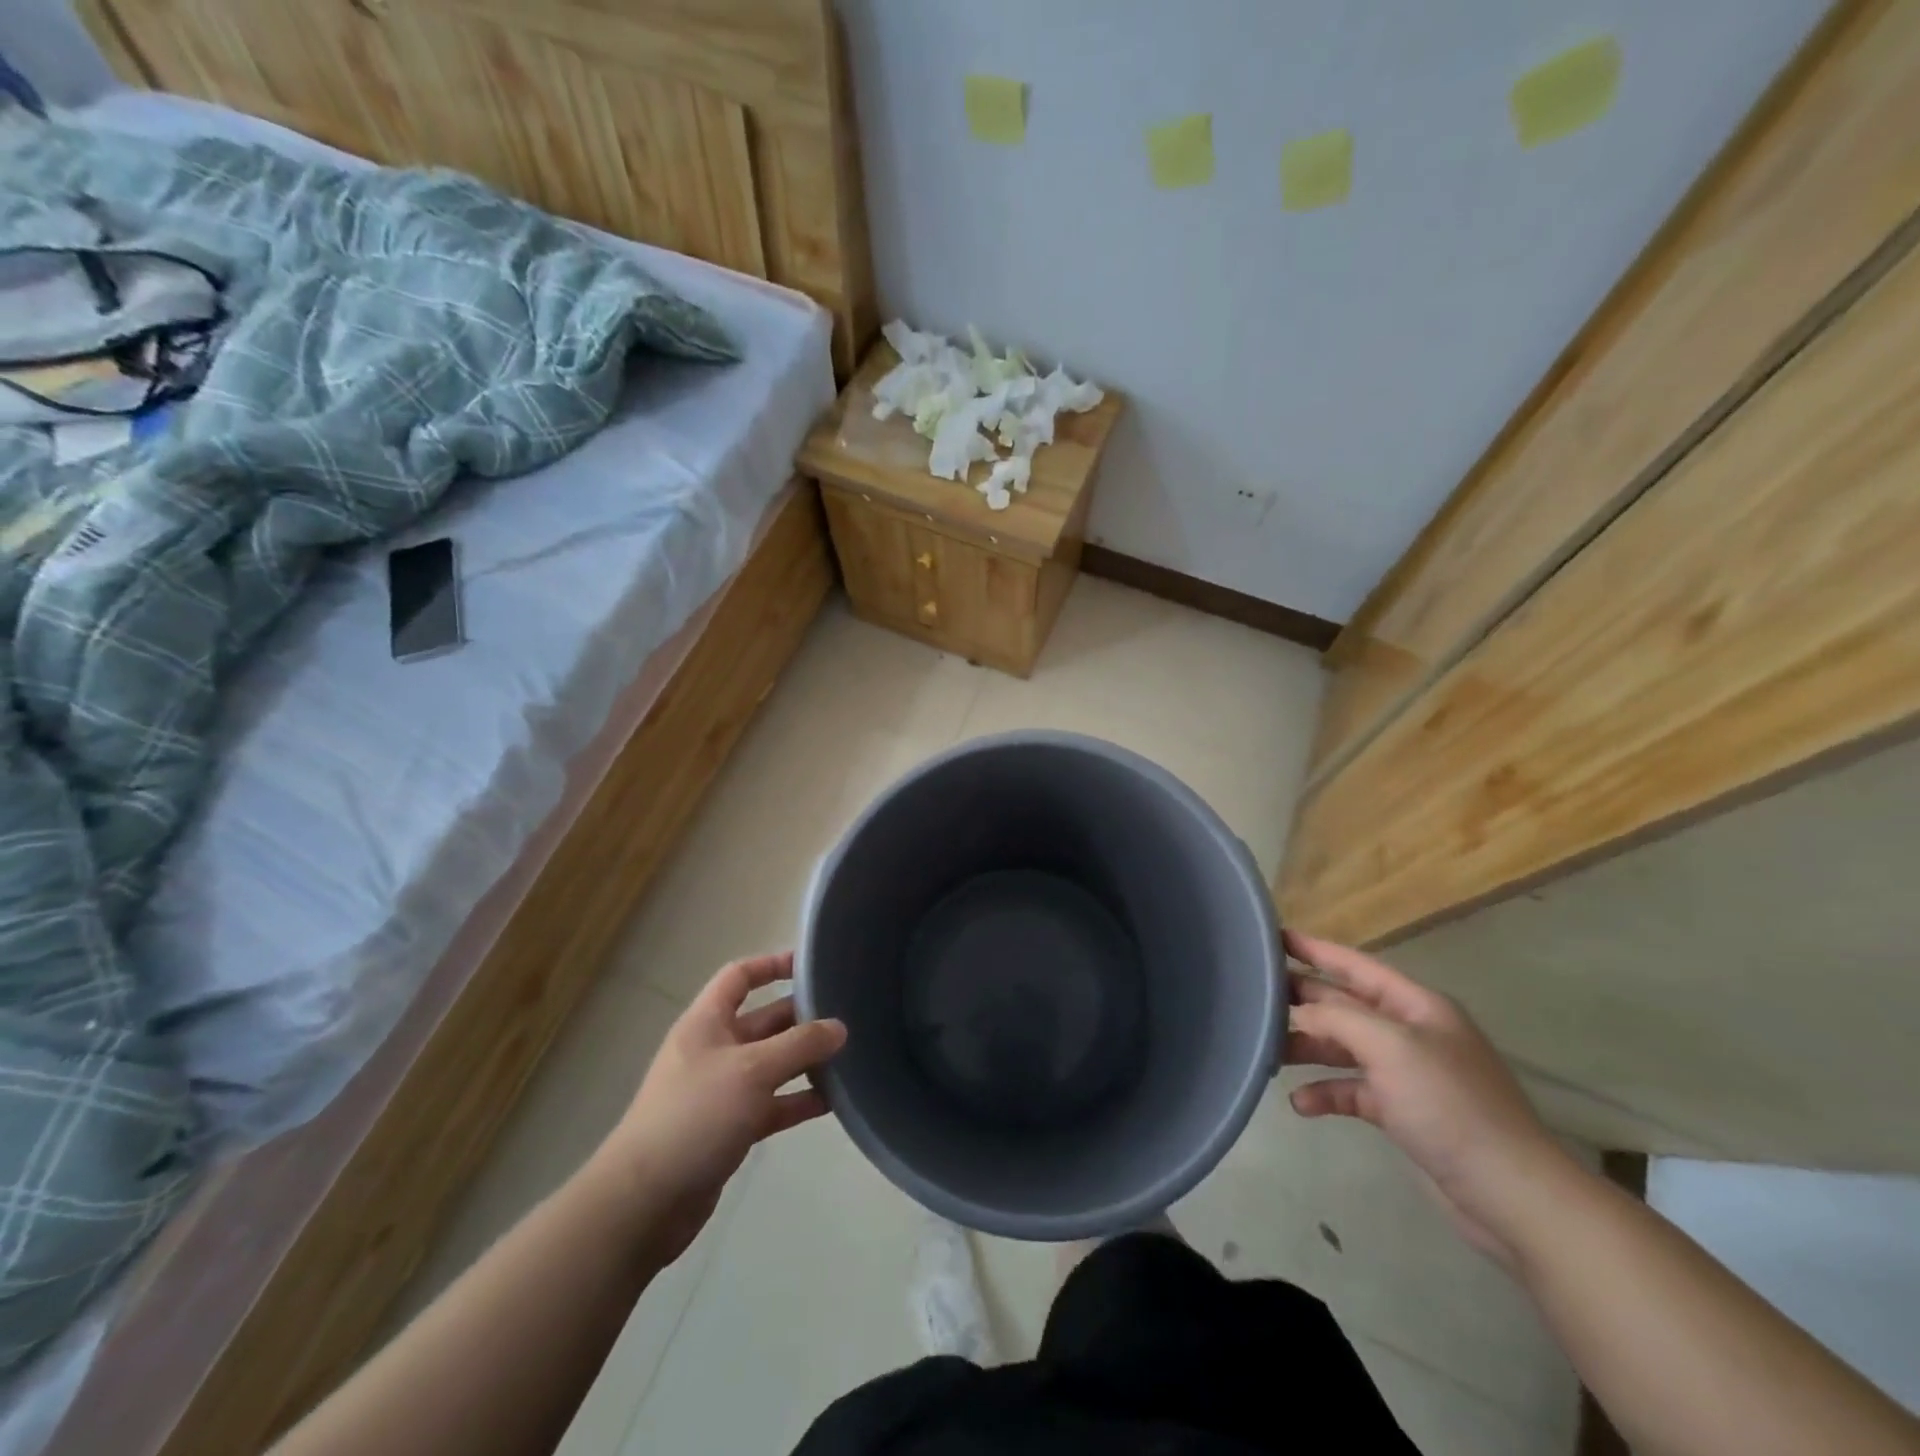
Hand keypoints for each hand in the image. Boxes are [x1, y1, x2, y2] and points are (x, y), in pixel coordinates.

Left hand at [585, 952, 846, 1266]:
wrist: (644, 1202)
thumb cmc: (695, 1116)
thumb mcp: (752, 1071)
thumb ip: (800, 1045)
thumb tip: (840, 1027)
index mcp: (707, 1022)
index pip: (740, 976)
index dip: (772, 964)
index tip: (812, 965)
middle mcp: (714, 1049)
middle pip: (764, 1020)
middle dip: (802, 1017)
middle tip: (847, 1016)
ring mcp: (721, 1090)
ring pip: (772, 1064)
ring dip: (805, 1061)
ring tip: (849, 1057)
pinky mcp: (730, 1128)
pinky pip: (772, 1103)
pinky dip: (798, 1100)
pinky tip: (833, 1102)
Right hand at [1282, 931, 1572, 1266]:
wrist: (1512, 1195)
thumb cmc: (1451, 1106)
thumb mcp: (1390, 1047)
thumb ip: (1338, 1017)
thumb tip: (1299, 1012)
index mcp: (1416, 1006)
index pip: (1355, 965)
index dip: (1314, 949)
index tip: (1272, 937)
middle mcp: (1411, 1033)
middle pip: (1345, 1005)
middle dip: (1303, 1001)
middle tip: (1253, 996)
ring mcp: (1408, 1074)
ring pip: (1344, 1048)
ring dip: (1308, 1048)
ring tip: (1269, 1053)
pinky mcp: (1403, 1113)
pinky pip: (1353, 1090)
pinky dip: (1326, 1093)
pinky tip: (1301, 1104)